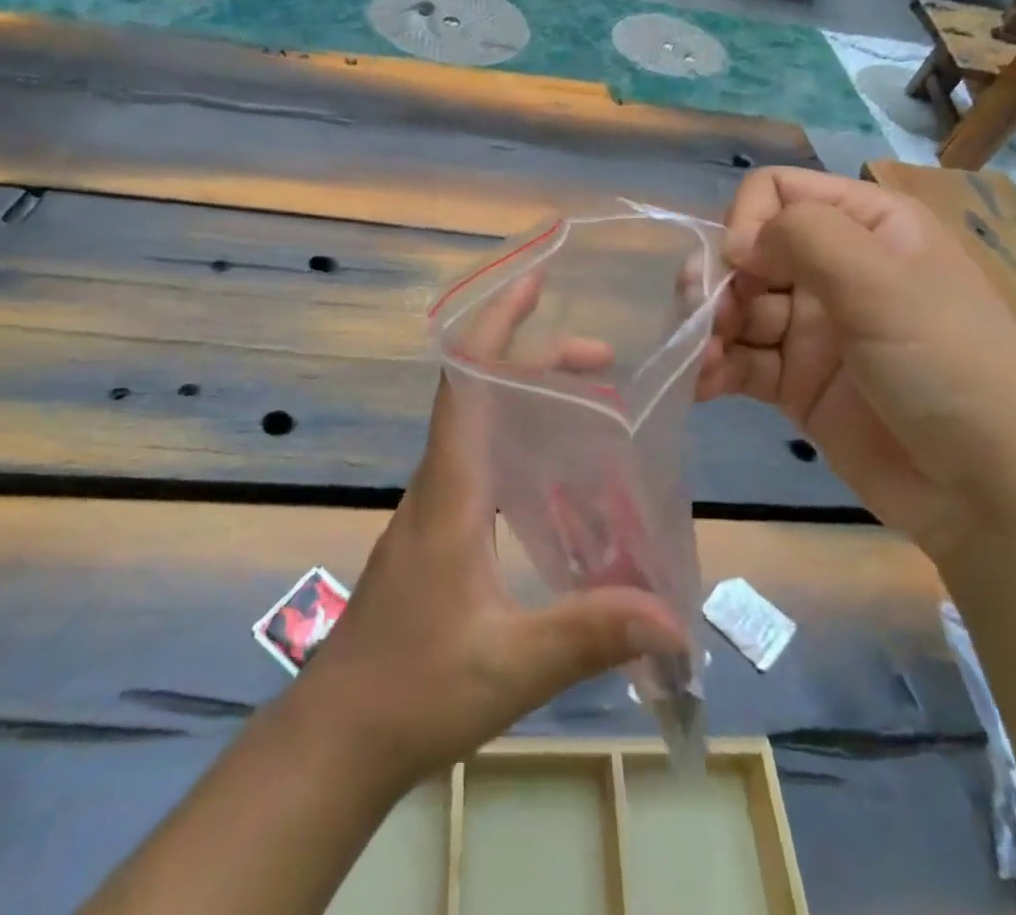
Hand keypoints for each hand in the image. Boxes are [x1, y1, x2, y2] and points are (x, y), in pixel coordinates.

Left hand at [302, 270, 687, 787]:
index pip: (466, 381)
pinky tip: (561, 471)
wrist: (340, 732)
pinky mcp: (439, 529)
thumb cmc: (414, 689)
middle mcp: (439, 480)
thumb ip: (589, 633)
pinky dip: (522, 438)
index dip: (495, 324)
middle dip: (538, 359)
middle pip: (480, 390)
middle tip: (603, 359)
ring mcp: (435, 504)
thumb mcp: (508, 665)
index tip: (533, 283)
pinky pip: (482, 458)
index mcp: (450, 488)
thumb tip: (675, 617)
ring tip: (594, 398)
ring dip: (531, 397)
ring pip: (481, 423)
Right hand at [696, 168, 1015, 562]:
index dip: (748, 222)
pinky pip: (741, 360)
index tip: (743, 267)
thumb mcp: (885, 286)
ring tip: (704, 362)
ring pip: (736, 307)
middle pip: (747, 252)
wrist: (996, 496)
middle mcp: (835, 269)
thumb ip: (805, 239)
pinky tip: (701, 385)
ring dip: (709, 328)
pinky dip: (714, 368)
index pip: (778, 193)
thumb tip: (736, 243)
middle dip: (719, 281)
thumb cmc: (951, 369)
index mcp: (867, 227)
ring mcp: (815, 329)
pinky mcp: (798, 383)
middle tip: (708, 320)